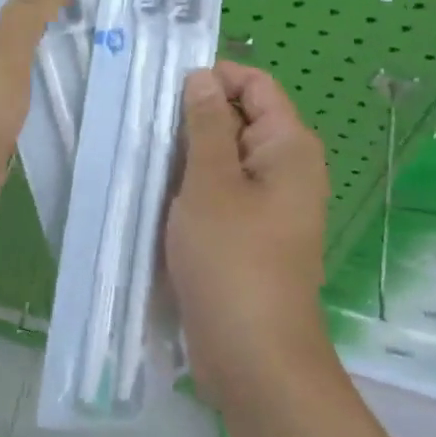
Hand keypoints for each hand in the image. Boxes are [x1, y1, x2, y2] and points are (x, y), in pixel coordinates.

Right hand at [166, 62, 332, 396]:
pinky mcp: (251, 234)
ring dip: (189, 155)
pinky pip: (222, 191)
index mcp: (289, 147)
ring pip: (225, 157)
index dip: (213, 78)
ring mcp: (270, 204)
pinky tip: (159, 194)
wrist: (255, 359)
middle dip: (195, 117)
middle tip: (147, 127)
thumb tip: (202, 76)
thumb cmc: (233, 260)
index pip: (255, 85)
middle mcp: (287, 169)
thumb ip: (206, 123)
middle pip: (240, 118)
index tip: (165, 89)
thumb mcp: (210, 183)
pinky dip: (193, 186)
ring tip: (146, 158)